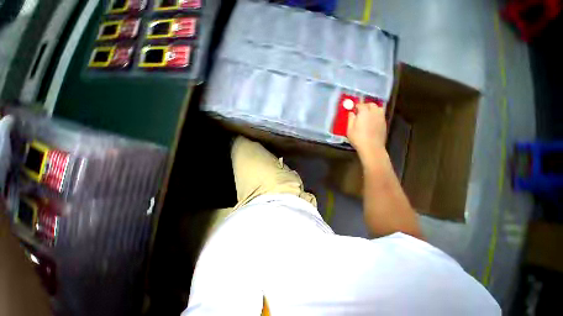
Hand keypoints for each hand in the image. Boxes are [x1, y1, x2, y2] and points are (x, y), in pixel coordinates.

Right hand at [347, 103, 386, 160]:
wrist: (372, 147)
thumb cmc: (358, 138)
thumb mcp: (349, 129)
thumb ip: (350, 119)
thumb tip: (351, 113)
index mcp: (364, 112)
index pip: (361, 105)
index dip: (356, 106)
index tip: (353, 109)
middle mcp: (374, 112)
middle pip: (371, 104)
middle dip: (365, 106)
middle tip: (360, 111)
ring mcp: (381, 117)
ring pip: (378, 108)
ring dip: (373, 109)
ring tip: (368, 114)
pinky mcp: (384, 123)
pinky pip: (381, 114)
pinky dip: (377, 114)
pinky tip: (372, 120)